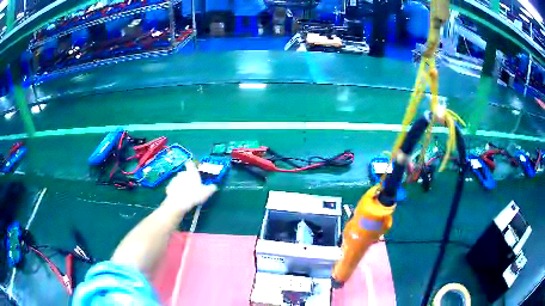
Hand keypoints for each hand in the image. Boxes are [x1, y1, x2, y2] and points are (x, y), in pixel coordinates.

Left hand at [163, 160, 216, 212]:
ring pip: (178, 180)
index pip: (190, 164)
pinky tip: (179, 197)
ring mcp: (174, 180)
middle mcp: (182, 174)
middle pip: (185, 173)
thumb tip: (214, 186)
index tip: (193, 169)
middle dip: (187, 178)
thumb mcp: (206, 193)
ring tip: (185, 193)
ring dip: (181, 184)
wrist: (178, 203)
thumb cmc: (193, 195)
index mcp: (191, 173)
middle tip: (191, 186)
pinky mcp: (169, 187)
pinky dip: (176, 190)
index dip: (191, 165)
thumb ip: (211, 188)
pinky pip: (173, 187)